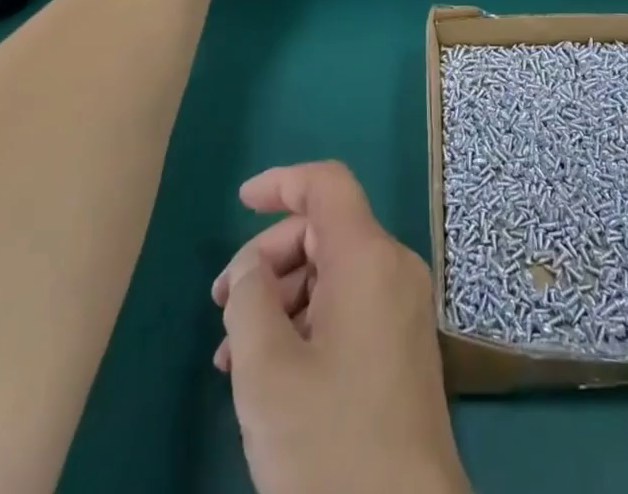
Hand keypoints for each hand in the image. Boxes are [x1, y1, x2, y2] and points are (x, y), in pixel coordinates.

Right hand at [211, 162, 468, 493]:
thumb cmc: (331, 445)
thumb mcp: (267, 373)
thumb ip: (249, 302)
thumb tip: (251, 269)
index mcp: (368, 257)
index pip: (327, 185)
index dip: (282, 182)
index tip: (240, 202)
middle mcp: (394, 267)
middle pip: (326, 229)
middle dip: (270, 256)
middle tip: (223, 306)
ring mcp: (404, 306)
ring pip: (334, 270)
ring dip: (283, 297)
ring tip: (235, 354)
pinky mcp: (404, 343)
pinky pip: (351, 304)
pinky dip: (309, 319)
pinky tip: (273, 369)